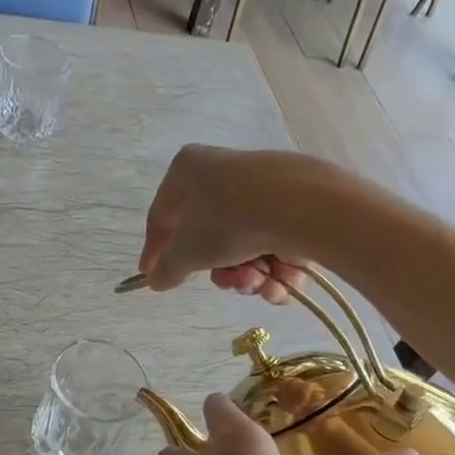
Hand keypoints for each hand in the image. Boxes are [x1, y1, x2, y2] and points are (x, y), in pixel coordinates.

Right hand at [139, 146, 319, 303]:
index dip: (154, 250)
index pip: (162, 215)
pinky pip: (273, 240)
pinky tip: (284, 281)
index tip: (151, 276)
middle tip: (232, 284)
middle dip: (222, 271)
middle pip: (210, 236)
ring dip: (251, 275)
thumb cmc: (230, 221)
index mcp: (189, 169)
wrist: (303, 207)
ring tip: (263, 284)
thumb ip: (167, 268)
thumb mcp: (189, 251)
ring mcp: (262, 185)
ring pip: (244, 244)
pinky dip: (276, 267)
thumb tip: (156, 280)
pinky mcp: (295, 200)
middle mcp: (224, 171)